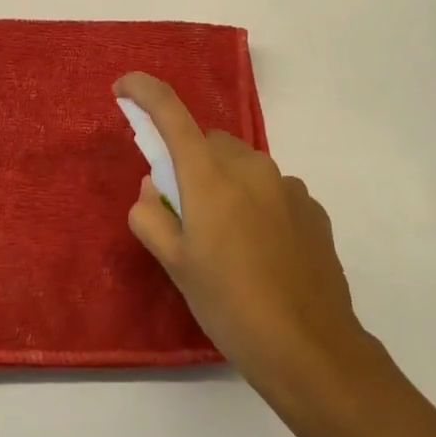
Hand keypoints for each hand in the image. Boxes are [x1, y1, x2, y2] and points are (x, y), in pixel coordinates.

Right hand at [115, 72, 379, 411]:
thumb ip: (151, 216)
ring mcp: (287, 185)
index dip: (143, 91)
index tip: (124, 89)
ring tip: (227, 241)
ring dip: (225, 184)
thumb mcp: (175, 265)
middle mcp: (250, 166)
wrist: (310, 348)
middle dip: (190, 162)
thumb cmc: (230, 305)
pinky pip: (271, 189)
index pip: (170, 111)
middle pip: (208, 142)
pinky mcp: (312, 207)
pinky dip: (256, 203)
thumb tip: (154, 188)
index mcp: (209, 175)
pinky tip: (261, 251)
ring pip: (241, 166)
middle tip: (184, 211)